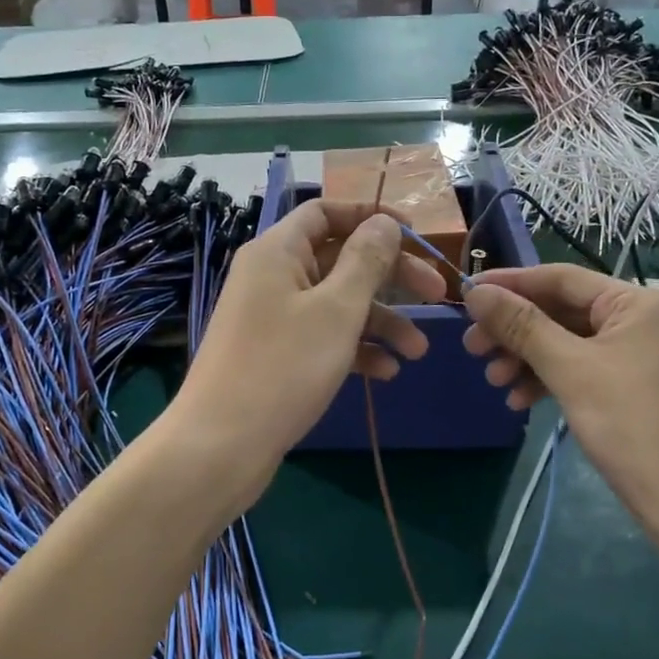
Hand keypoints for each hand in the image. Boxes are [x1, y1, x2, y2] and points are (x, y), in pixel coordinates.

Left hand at [172, 201, 445, 500]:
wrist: (221, 446)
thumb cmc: (283, 367)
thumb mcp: (337, 310)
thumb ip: (366, 261)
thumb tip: (383, 223)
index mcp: (278, 252)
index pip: (326, 212)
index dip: (371, 217)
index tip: (415, 236)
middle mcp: (273, 277)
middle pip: (340, 258)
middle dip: (391, 277)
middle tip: (437, 294)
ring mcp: (273, 318)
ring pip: (337, 304)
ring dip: (380, 322)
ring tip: (418, 352)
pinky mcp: (277, 355)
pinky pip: (323, 337)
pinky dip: (355, 349)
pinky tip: (386, 373)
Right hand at [462, 266, 658, 564]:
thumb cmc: (636, 428)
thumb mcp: (572, 371)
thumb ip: (522, 327)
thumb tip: (476, 292)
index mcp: (636, 302)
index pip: (560, 278)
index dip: (510, 283)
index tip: (466, 294)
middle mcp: (640, 319)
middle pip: (561, 311)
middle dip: (514, 329)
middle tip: (471, 347)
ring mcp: (638, 355)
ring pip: (567, 343)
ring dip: (526, 358)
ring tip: (493, 380)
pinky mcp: (632, 387)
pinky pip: (581, 369)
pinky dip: (548, 380)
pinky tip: (519, 400)